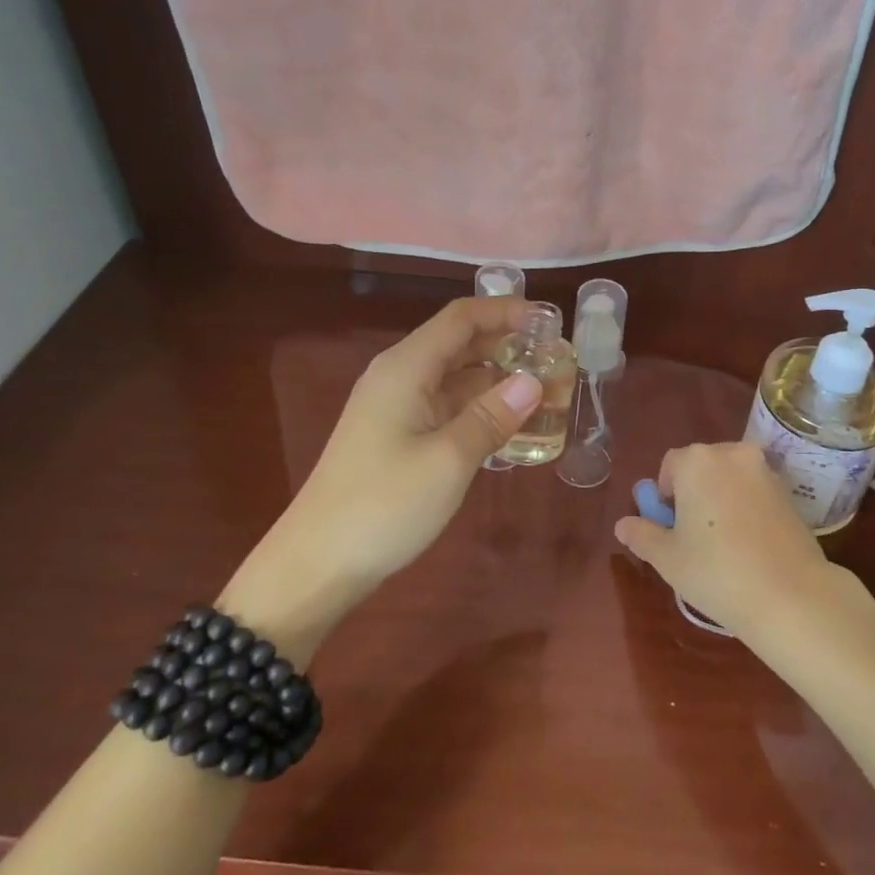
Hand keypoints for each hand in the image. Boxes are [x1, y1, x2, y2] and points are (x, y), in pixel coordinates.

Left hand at [274, 296, 543, 589]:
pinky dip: (480, 409)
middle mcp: (399, 377)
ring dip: (498, 381)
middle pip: (460, 344)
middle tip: (557, 364)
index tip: (551, 323)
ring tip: (546, 395)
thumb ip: (492, 416)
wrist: (317, 563)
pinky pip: (447, 408)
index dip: (506, 312)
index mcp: (406, 367)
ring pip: (456, 378)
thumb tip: (533, 381)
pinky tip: (512, 427)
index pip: (462, 318)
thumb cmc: (383, 505)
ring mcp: (396, 408)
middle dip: (508, 347)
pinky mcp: (397, 437)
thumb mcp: (448, 460)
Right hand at [614, 442, 832, 638]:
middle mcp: (732, 454)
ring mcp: (765, 471)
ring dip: (721, 497)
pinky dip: (746, 507)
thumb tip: (622, 525)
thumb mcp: (667, 558)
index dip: (664, 494)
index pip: (670, 465)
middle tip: (691, 534)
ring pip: (730, 477)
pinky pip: (755, 491)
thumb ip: (641, 534)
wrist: (791, 596)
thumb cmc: (717, 571)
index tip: (669, 525)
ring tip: (721, 541)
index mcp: (697, 461)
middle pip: (702, 466)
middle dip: (693, 492)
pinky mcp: (789, 492)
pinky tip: (748, 543)